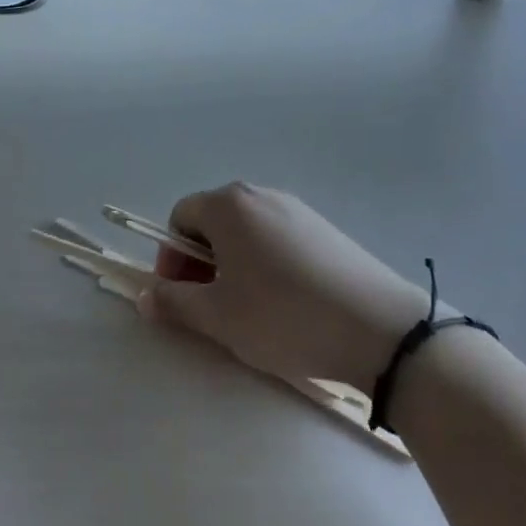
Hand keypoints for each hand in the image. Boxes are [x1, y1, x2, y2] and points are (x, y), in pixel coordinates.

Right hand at [139, 183, 427, 395]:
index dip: (170, 257)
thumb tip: (144, 295)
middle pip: (213, 221)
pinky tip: (285, 302)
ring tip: (248, 308)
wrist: (381, 329)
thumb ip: (173, 302)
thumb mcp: (218, 317)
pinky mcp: (327, 230)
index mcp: (229, 206)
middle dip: (200, 261)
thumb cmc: (284, 317)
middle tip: (210, 304)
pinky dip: (266, 264)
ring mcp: (299, 210)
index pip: (179, 217)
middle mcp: (262, 196)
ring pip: (247, 232)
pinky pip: (279, 239)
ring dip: (233, 264)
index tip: (181, 295)